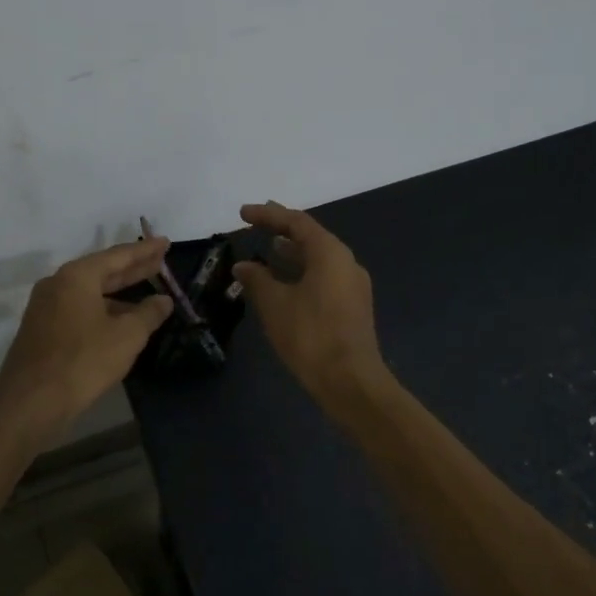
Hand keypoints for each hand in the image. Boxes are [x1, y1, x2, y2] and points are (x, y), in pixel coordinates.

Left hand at [0, 238, 173, 440]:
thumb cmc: (83, 361)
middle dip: (133, 268)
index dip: (145, 251)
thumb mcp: (127, 336)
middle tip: (160, 261)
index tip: (166, 242)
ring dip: (118, 292)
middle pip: (102, 271)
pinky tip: (118, 321)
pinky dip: (101, 308)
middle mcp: (57, 284)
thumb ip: (148, 313)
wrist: (31, 402)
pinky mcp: (41, 330)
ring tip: (145, 294)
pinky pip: (78, 309)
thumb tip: (163, 300)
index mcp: (77, 276)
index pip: (118, 256)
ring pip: (89, 292)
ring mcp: (45, 307)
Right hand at [233, 202, 389, 402]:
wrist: (350, 381)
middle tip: (258, 222)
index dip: (268, 215)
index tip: (243, 213)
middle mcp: (346, 262)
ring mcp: (353, 285)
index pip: (296, 222)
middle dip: (283, 228)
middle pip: (312, 236)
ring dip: (293, 252)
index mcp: (330, 253)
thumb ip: (257, 279)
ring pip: (319, 258)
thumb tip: (244, 265)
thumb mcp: (275, 304)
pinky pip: (324, 277)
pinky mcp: (352, 306)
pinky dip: (302, 271)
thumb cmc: (310, 335)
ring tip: (270, 248)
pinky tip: (286, 283)